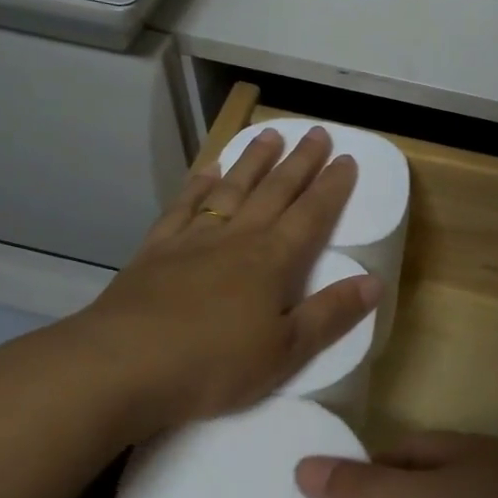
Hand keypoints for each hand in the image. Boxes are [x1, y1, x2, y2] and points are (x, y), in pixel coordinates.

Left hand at [57, 127, 379, 439]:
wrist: (123, 365)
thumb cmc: (214, 364)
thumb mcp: (285, 352)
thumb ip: (330, 314)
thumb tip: (374, 282)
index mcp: (272, 261)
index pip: (311, 214)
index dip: (332, 187)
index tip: (347, 159)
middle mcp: (236, 238)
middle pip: (274, 191)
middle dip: (299, 161)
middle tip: (317, 132)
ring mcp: (193, 239)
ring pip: (231, 189)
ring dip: (253, 161)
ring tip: (269, 135)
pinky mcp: (156, 250)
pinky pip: (183, 207)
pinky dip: (198, 186)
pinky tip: (206, 172)